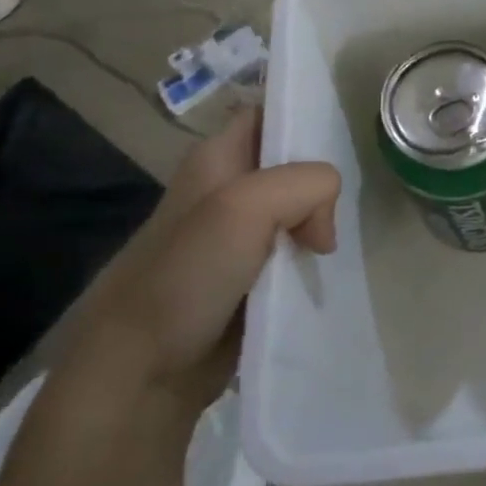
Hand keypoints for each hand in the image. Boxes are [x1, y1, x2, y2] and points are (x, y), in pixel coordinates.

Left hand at [58, 110, 340, 412]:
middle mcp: (226, 188)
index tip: (343, 137)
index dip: (304, 117)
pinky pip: (292, 250)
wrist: (142, 371)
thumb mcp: (247, 206)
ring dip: (319, 223)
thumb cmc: (186, 275)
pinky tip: (320, 268)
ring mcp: (236, 235)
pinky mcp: (246, 276)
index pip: (270, 113)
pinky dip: (310, 257)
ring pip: (296, 209)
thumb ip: (305, 185)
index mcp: (216, 157)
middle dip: (321, 181)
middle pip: (292, 164)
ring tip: (329, 246)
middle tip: (336, 211)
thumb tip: (323, 228)